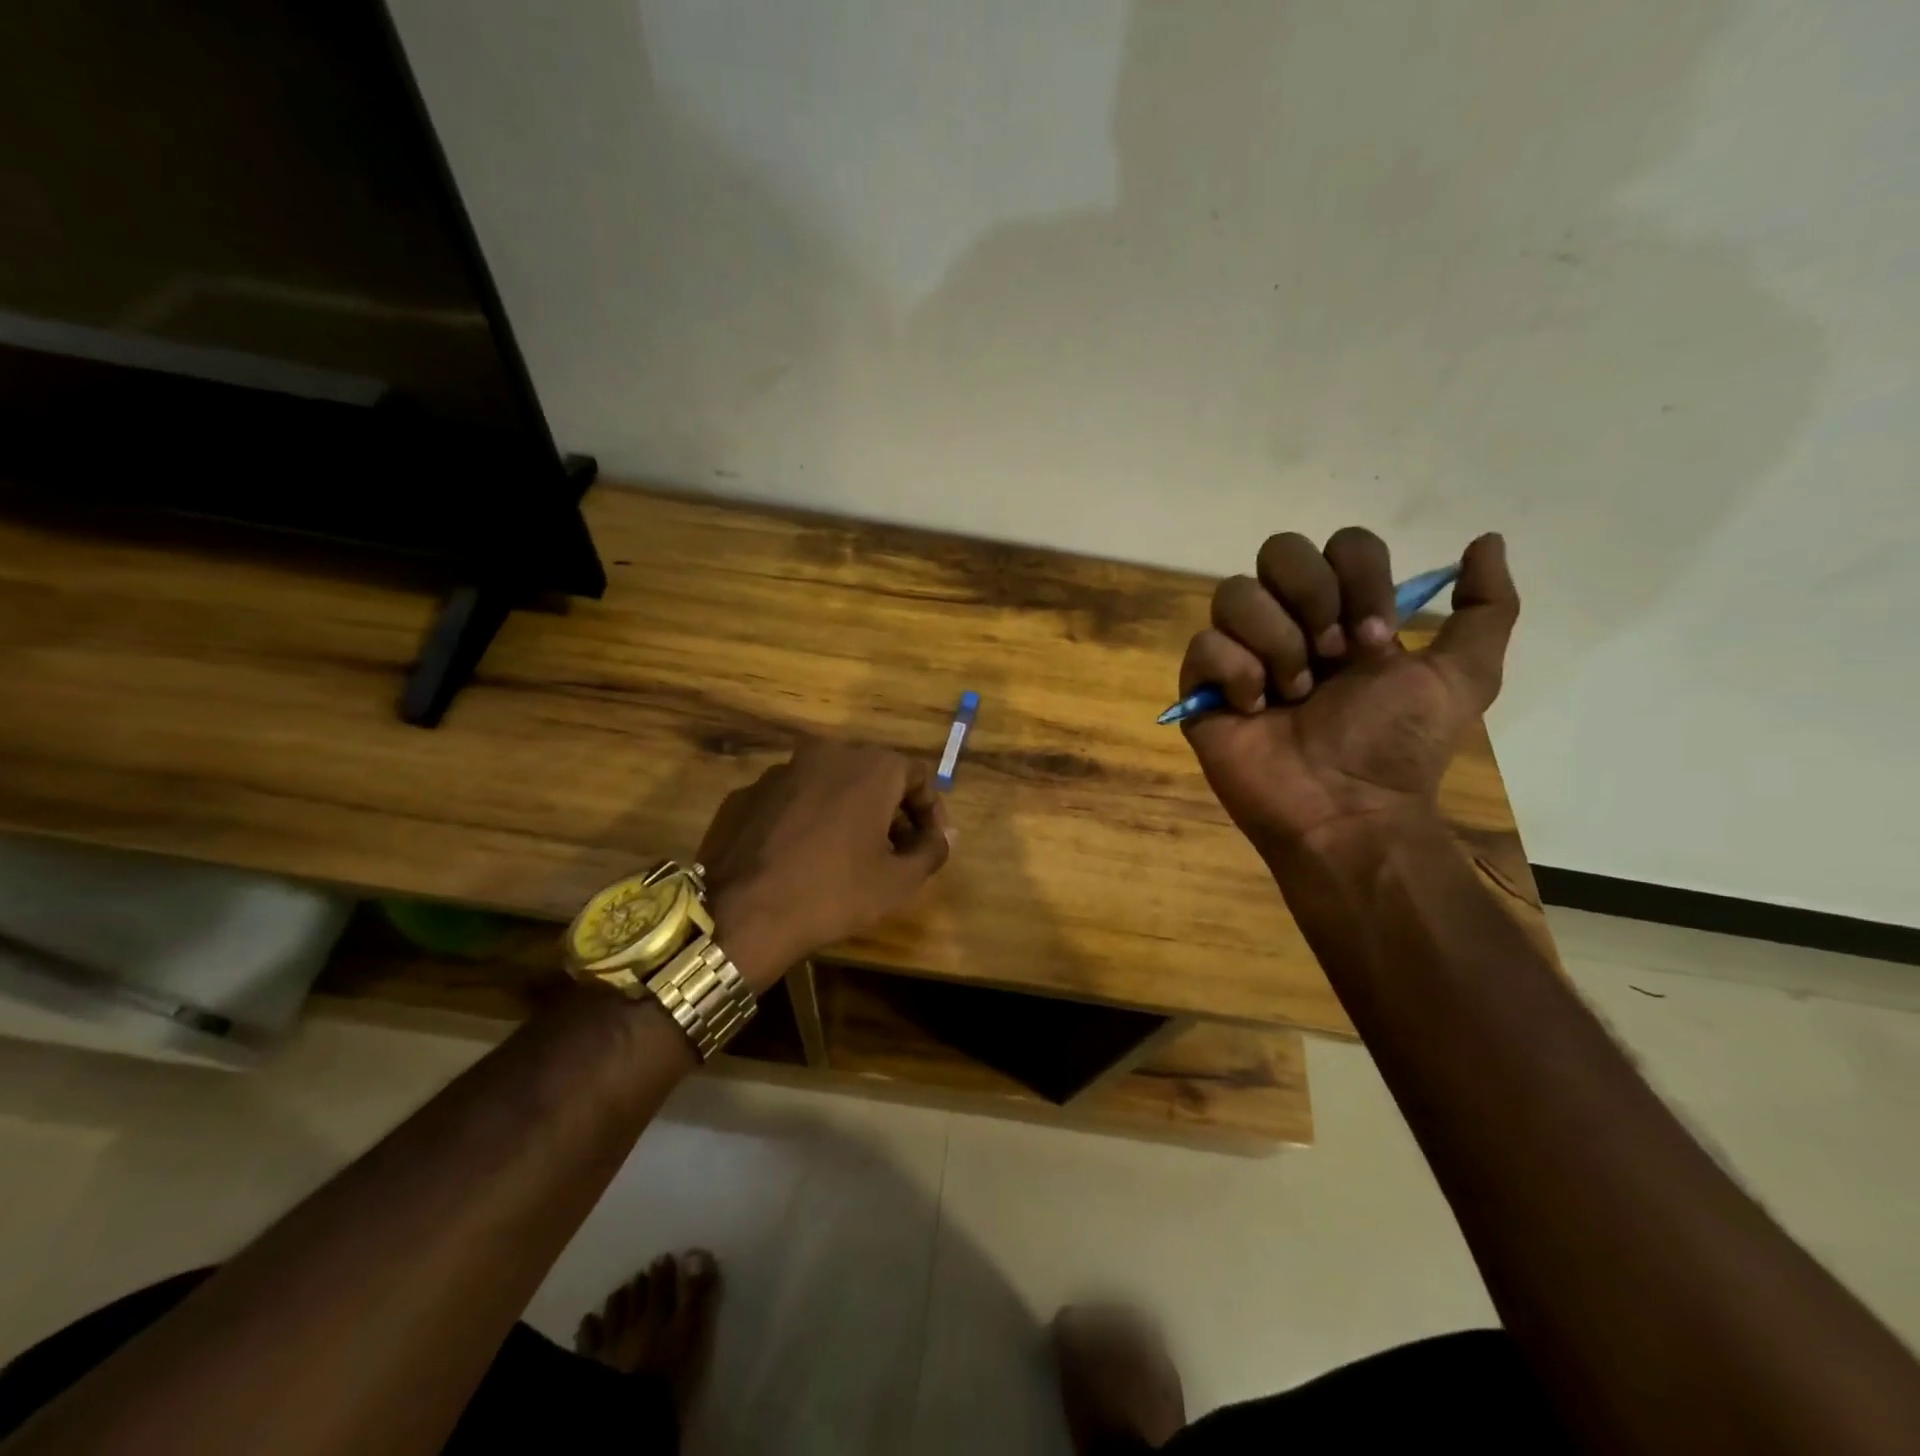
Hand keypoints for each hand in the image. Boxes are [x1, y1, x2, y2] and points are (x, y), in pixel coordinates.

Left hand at [696, 740, 953, 988]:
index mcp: (869, 766)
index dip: (930, 811)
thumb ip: (932, 850)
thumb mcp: (898, 881)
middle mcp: (826, 754)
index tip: (930, 844)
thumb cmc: (834, 893)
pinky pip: (792, 800)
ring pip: (830, 784)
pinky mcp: (747, 793)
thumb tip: (946, 835)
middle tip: (895, 851)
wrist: (742, 915)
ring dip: (848, 812)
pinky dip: (808, 819)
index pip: (917, 776)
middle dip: (890, 811)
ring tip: (849, 855)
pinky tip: (804, 856)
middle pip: (873, 775)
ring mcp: (780, 771)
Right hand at [1179, 528, 1517, 861]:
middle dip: (1312, 596)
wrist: (1347, 811)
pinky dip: (1236, 674)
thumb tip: (1487, 540)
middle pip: (1278, 551)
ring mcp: (1240, 654)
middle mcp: (1288, 623)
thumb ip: (1485, 608)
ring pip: (1234, 594)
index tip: (1375, 640)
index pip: (1340, 545)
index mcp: (1343, 614)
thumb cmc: (1396, 746)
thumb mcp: (1462, 677)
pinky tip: (1255, 710)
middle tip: (1331, 656)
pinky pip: (1204, 646)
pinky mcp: (1202, 689)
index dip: (1359, 578)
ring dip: (1276, 642)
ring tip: (1293, 694)